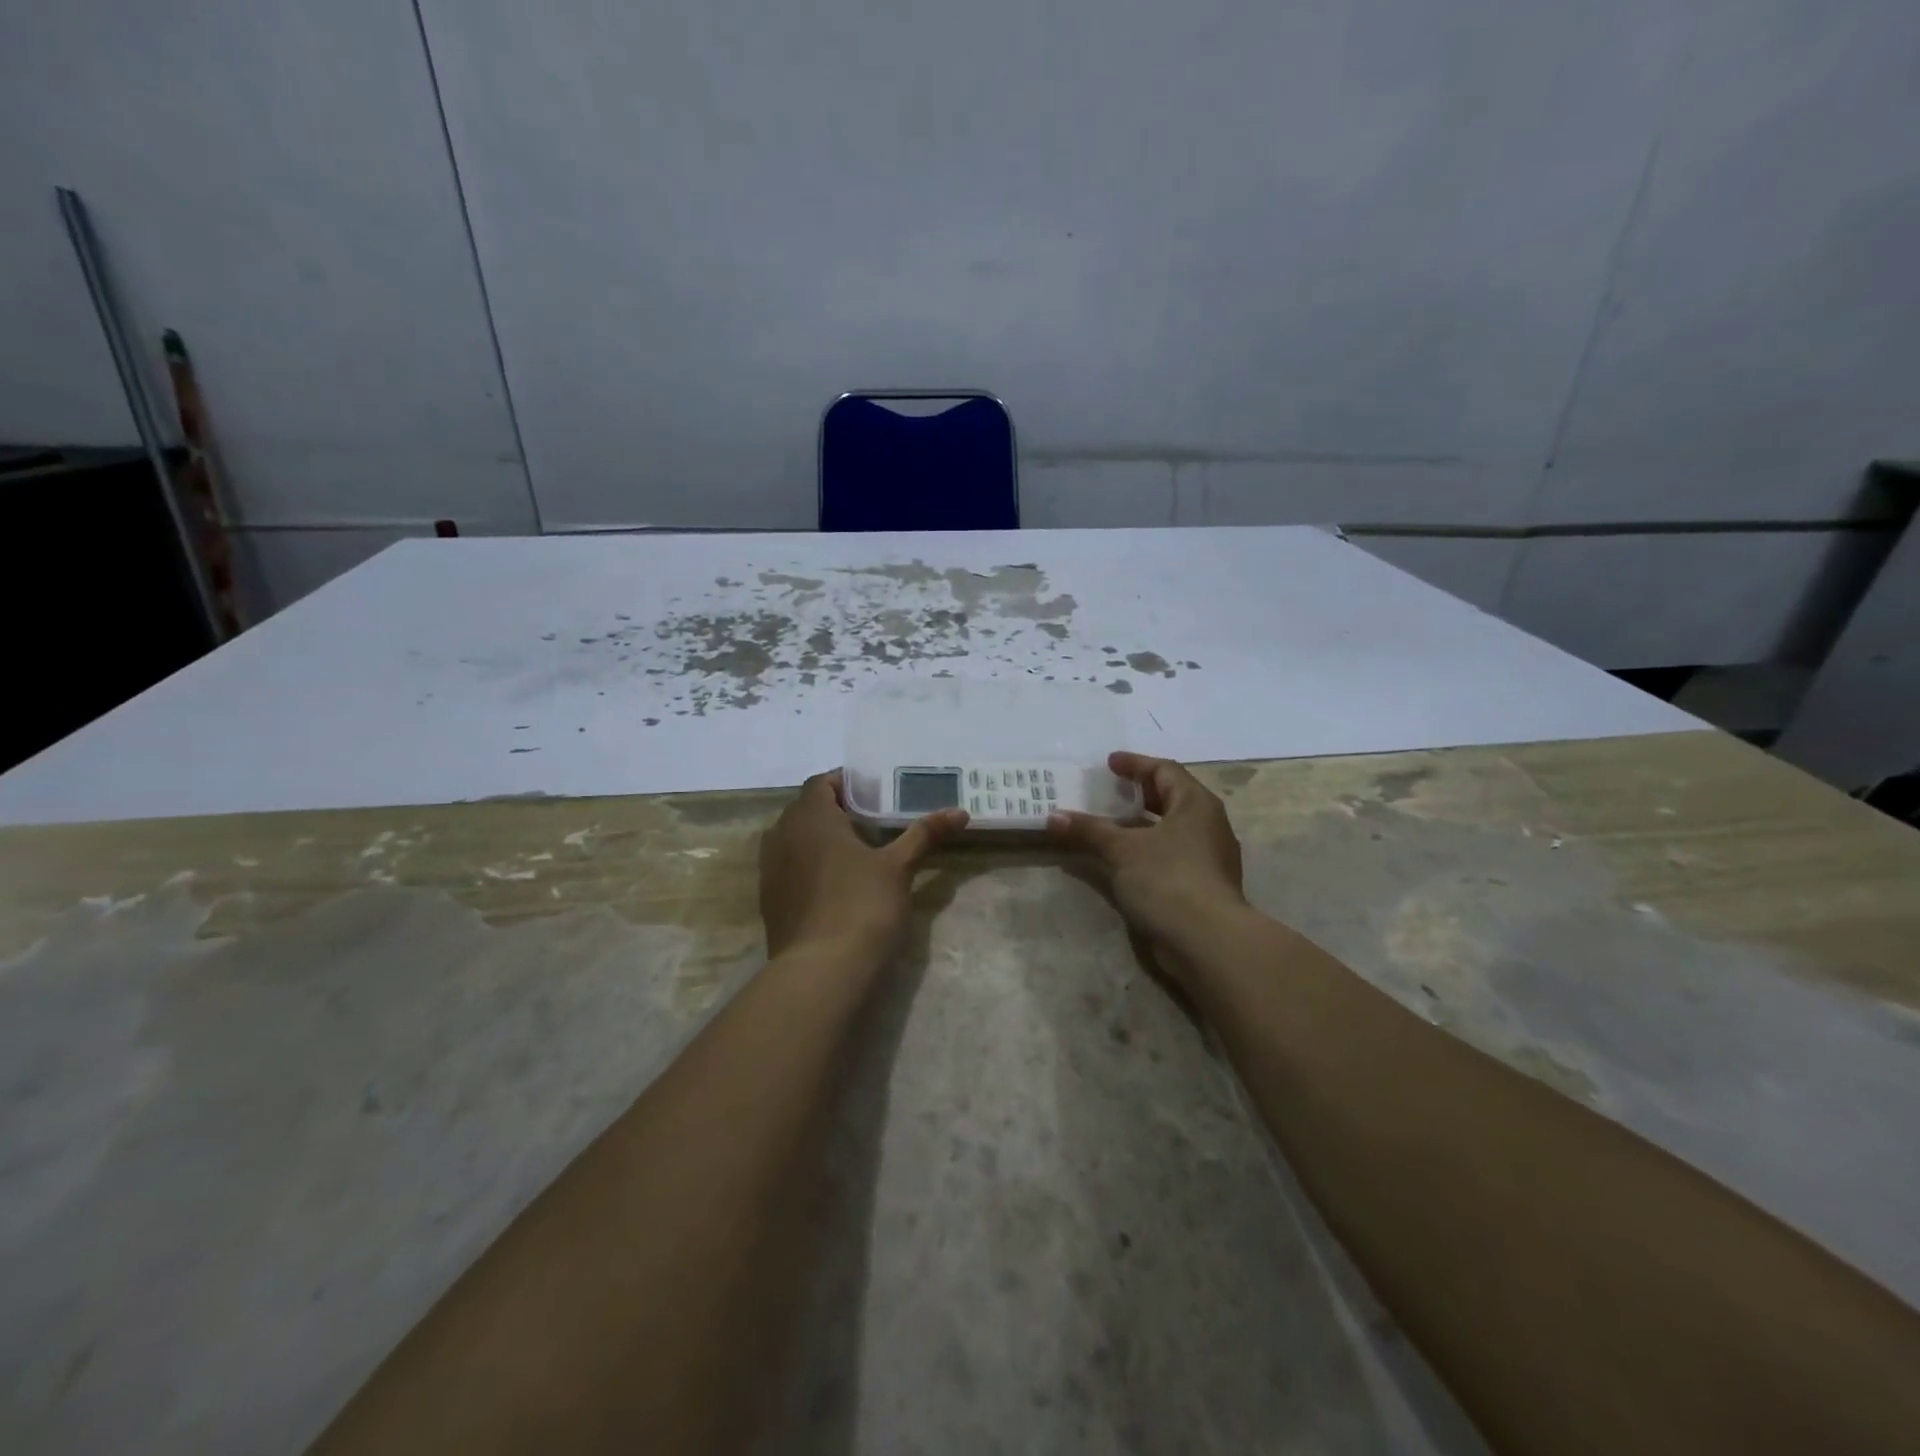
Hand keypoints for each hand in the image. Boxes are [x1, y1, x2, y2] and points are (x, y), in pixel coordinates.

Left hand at [759, 770, 968, 960]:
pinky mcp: (769, 899)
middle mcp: (782, 835)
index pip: (821, 782)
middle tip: (870, 821)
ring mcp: (771, 869)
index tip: (873, 793)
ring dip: (818, 838)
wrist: (821, 971)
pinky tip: (835, 883)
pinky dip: (808, 865)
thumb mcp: (899, 867)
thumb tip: (960, 811)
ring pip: (794, 839)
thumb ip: (924, 834)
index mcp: (811, 817)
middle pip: (805, 809)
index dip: (845, 783)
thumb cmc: (862, 905)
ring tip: (854, 851)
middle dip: (834, 810)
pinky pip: (788, 867)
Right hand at [1046, 752, 1247, 958]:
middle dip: (1139, 792)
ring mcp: (1209, 856)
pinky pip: (1171, 852)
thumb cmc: (1167, 879)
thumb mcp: (1122, 850)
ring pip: (1171, 827)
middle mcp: (1208, 824)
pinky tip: (1124, 858)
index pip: (1165, 770)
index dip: (1135, 764)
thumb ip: (1089, 830)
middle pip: (1171, 797)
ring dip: (1141, 823)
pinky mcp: (1203, 884)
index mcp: (1195, 804)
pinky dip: (1147, 847)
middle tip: (1110, 790)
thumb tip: (1053, 817)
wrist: (1208, 940)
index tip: (1109, 763)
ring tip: (1110, 823)